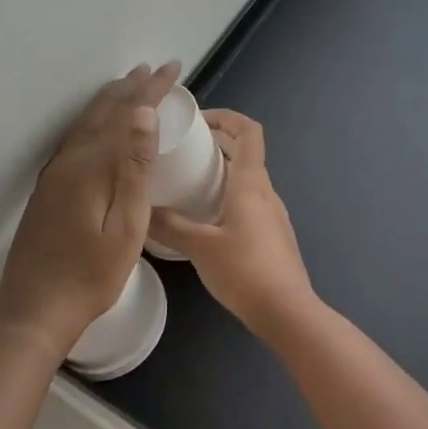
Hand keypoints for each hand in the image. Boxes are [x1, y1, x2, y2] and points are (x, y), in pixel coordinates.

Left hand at [0, 62, 181, 357]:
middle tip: (155, 68)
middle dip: (132, 87)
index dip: (151, 89)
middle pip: (104, 112)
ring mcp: (55, 174)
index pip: (127, 114)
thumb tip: (143, 115)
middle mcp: (69, 160)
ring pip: (86, 122)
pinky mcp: (48, 188)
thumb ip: (134, 169)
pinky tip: (99, 125)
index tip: (172, 68)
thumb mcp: (126, 227)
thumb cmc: (90, 277)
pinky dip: (95, 120)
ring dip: (111, 99)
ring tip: (129, 83)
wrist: (33, 313)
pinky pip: (76, 137)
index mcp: (91, 166)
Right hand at [149, 110, 314, 337]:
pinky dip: (229, 194)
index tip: (199, 120)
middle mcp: (266, 191)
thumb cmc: (244, 270)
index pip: (249, 131)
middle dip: (218, 142)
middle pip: (246, 151)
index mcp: (251, 183)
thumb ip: (169, 226)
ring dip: (223, 169)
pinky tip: (206, 217)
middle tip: (185, 149)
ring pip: (248, 177)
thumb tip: (141, 209)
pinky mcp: (273, 234)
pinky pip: (250, 200)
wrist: (286, 311)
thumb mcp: (199, 247)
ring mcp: (273, 213)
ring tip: (189, 181)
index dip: (227, 117)